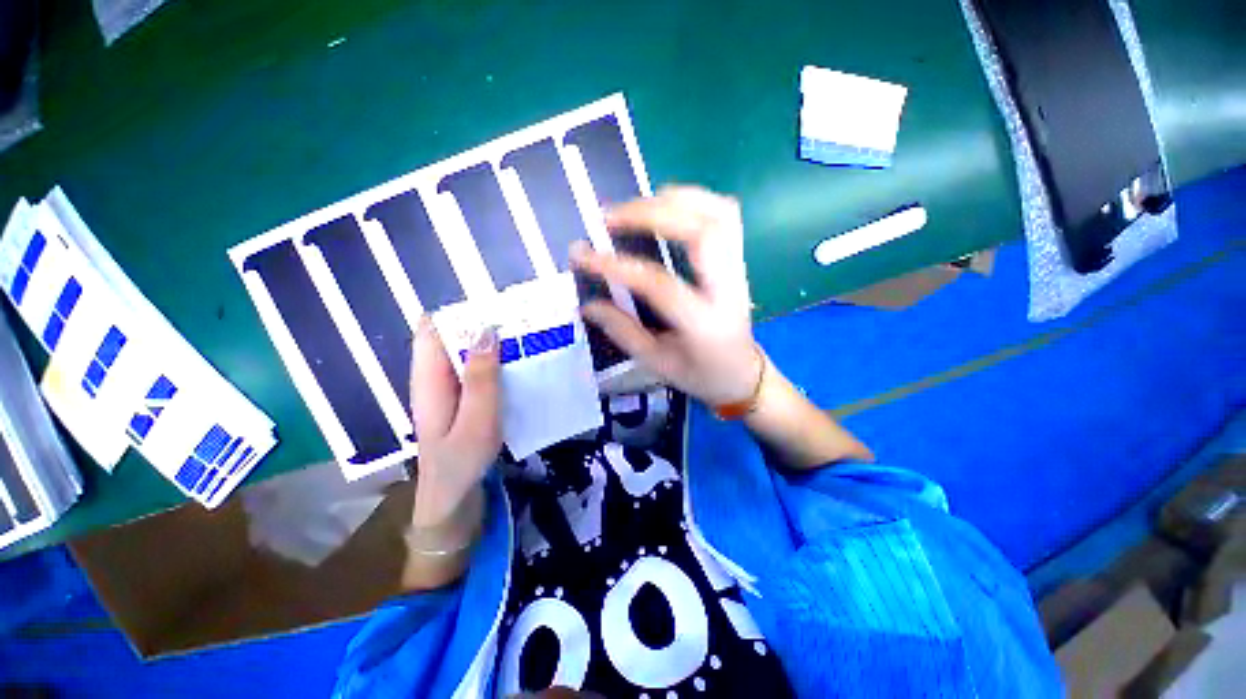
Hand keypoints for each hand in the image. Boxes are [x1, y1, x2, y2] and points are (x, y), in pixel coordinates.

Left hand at [410, 318, 501, 531]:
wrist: (454, 500)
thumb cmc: (461, 462)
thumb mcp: (477, 420)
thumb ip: (481, 377)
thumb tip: (486, 330)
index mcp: (428, 379)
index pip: (431, 329)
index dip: (457, 311)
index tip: (492, 303)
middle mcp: (435, 377)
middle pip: (452, 336)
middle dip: (481, 324)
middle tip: (519, 318)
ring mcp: (450, 388)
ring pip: (467, 352)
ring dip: (492, 342)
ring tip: (525, 334)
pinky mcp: (464, 398)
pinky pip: (478, 369)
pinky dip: (496, 361)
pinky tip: (519, 362)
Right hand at [571, 186, 761, 406]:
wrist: (743, 374)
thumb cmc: (699, 375)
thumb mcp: (656, 364)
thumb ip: (623, 331)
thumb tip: (588, 305)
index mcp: (704, 324)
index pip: (660, 284)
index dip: (618, 266)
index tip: (584, 255)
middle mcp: (727, 290)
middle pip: (702, 232)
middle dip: (651, 214)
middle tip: (609, 217)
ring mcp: (738, 270)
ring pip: (718, 214)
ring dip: (674, 200)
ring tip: (635, 206)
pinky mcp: (738, 260)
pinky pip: (724, 215)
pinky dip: (693, 201)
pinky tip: (665, 207)